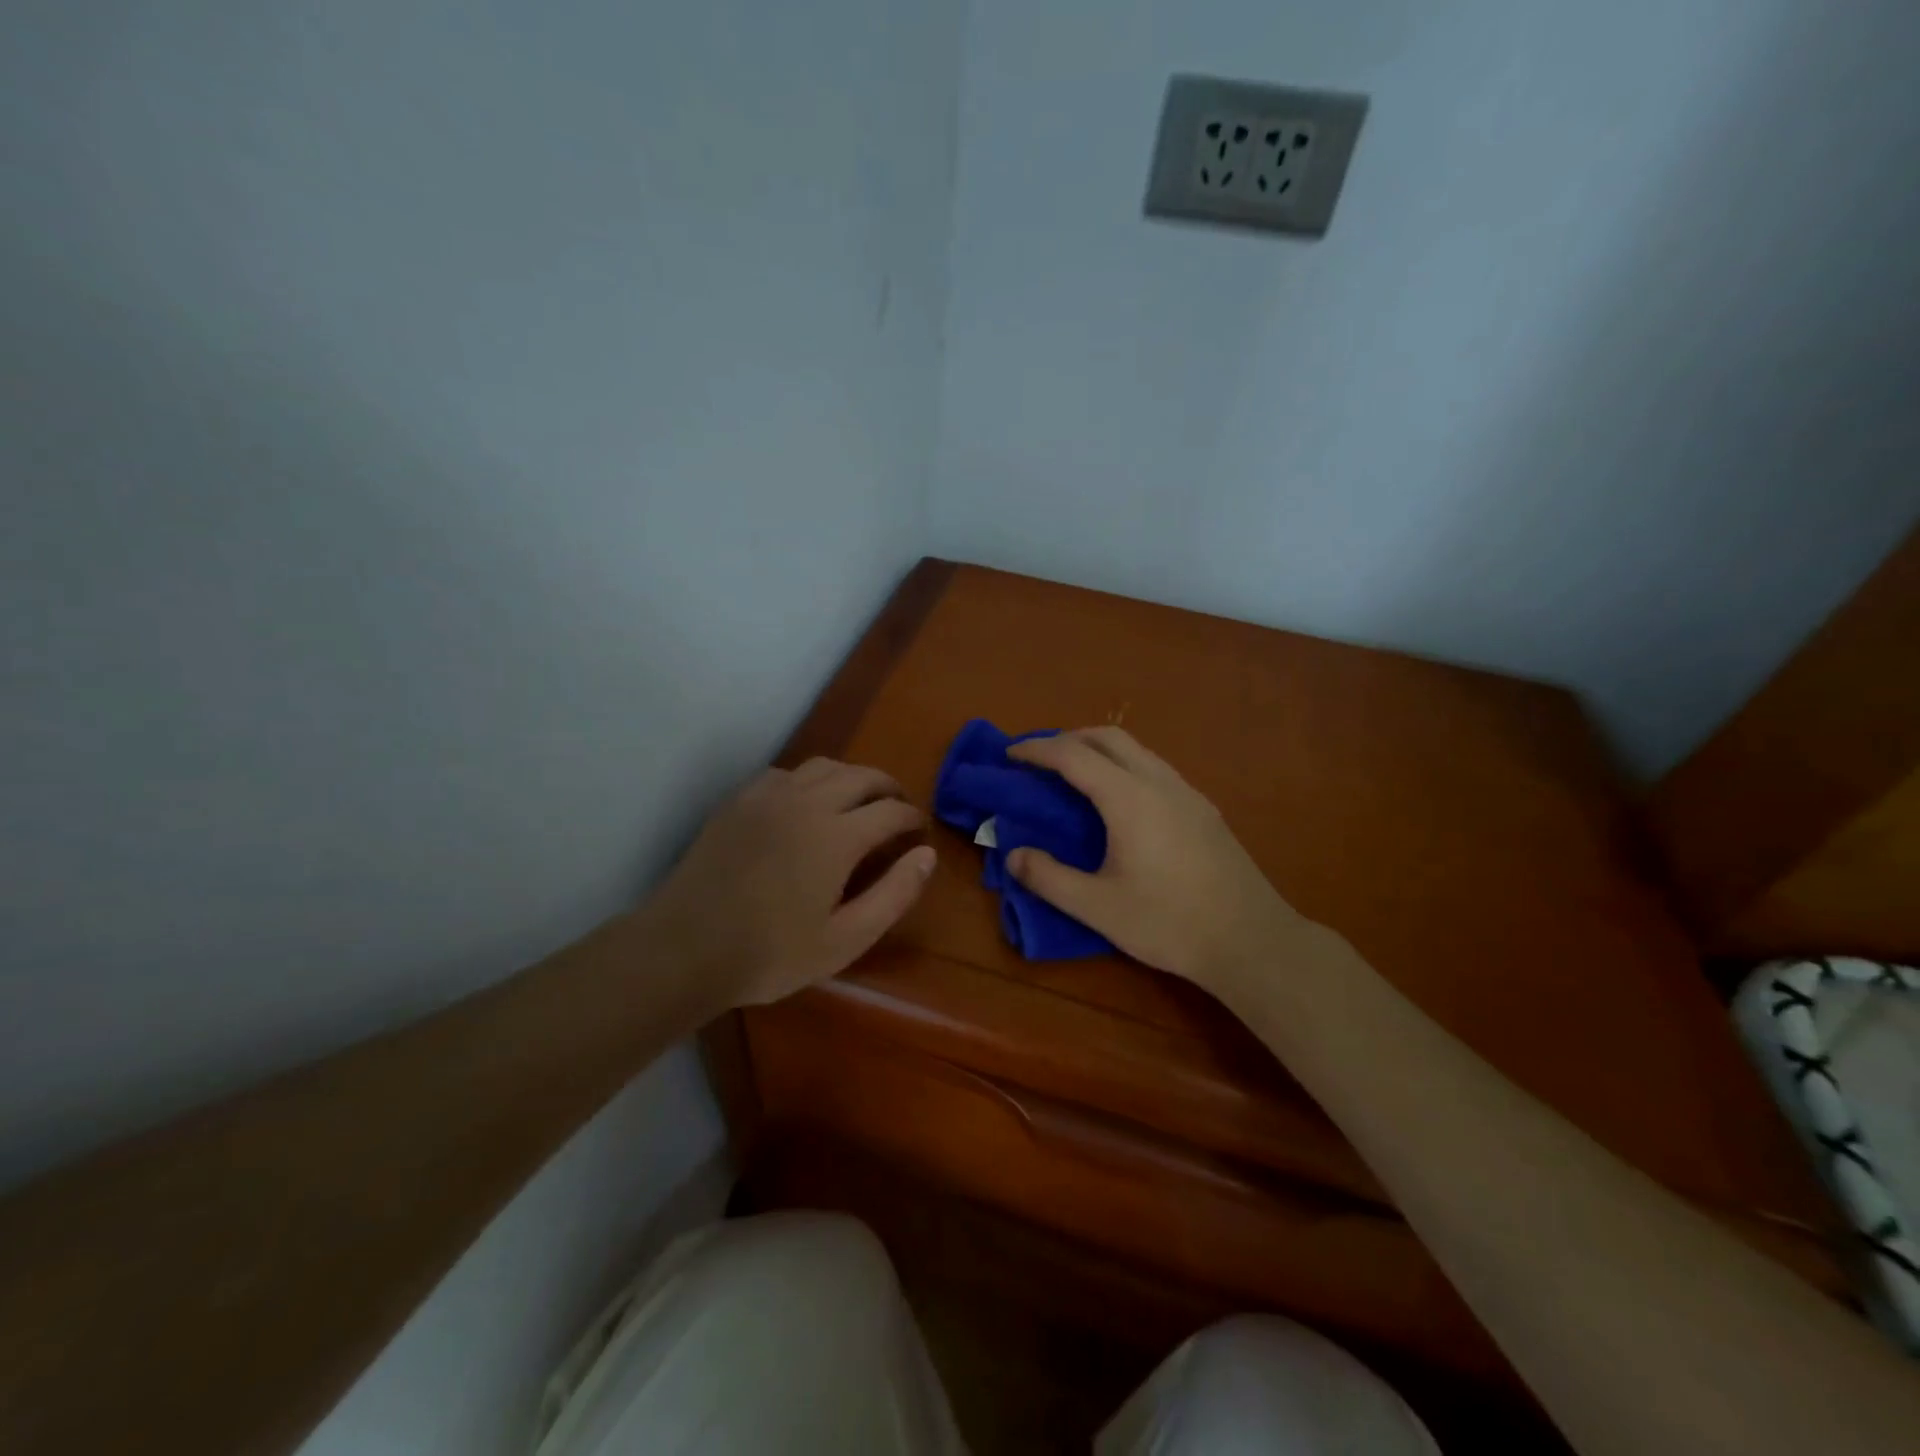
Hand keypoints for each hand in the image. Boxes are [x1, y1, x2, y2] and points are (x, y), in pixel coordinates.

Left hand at [641, 758, 935, 1010]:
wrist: (684, 949)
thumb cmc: (770, 954)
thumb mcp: (845, 940)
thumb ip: (893, 894)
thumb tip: (926, 854)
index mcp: (837, 835)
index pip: (891, 811)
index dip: (912, 819)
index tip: (919, 833)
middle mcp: (807, 801)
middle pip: (862, 776)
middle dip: (888, 789)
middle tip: (898, 810)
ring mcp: (768, 796)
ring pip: (824, 766)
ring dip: (851, 778)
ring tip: (859, 801)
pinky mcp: (739, 801)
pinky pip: (786, 773)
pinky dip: (809, 780)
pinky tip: (806, 804)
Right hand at [1006, 728, 1307, 993]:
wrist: (1251, 941)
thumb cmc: (1169, 923)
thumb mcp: (1098, 908)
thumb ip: (1049, 878)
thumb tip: (1013, 855)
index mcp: (1129, 798)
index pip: (1073, 756)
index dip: (1037, 750)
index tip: (1010, 755)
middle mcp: (1159, 782)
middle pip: (1108, 737)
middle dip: (1068, 739)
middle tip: (1039, 760)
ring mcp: (1187, 793)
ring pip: (1136, 750)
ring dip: (1099, 750)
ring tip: (1073, 775)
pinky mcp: (1204, 809)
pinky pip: (1154, 768)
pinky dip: (1123, 766)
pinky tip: (1119, 802)